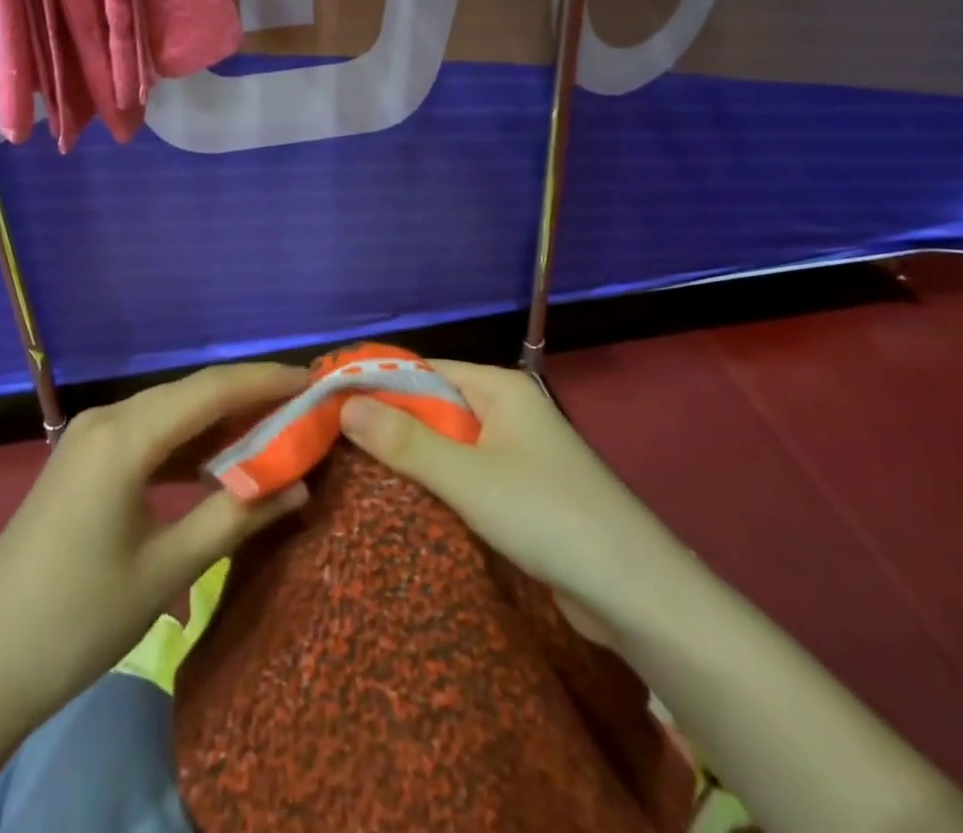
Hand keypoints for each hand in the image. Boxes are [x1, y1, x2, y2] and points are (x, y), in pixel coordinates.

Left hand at [0, 362, 310, 731]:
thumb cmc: (79, 618)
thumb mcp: (168, 568)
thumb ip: (237, 517)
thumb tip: (300, 485)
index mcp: (124, 435)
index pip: (212, 389)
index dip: (267, 381)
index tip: (317, 383)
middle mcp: (106, 418)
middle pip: (192, 393)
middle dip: (250, 398)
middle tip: (305, 410)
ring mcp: (90, 436)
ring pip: (171, 412)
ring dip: (220, 422)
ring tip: (275, 432)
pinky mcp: (84, 459)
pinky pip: (148, 434)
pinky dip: (188, 444)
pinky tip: (218, 461)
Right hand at [338, 361, 677, 638]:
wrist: (635, 593)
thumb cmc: (547, 515)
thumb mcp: (467, 476)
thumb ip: (404, 440)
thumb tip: (344, 403)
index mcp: (499, 387)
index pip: (423, 370)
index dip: (376, 382)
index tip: (328, 400)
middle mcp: (507, 410)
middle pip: (433, 404)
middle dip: (388, 421)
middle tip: (332, 440)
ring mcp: (516, 451)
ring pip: (448, 442)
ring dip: (410, 455)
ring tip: (354, 469)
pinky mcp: (521, 491)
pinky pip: (466, 473)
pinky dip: (436, 482)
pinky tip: (402, 500)